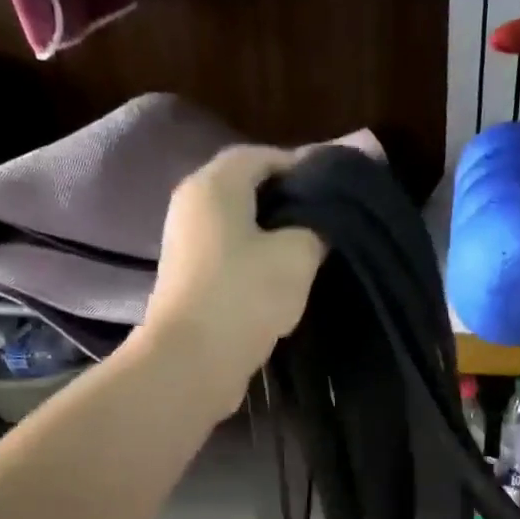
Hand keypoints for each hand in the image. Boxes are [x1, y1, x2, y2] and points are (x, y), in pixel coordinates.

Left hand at [142, 145, 325, 413]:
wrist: (192, 362)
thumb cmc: (244, 295)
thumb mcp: (297, 256)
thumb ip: (315, 230)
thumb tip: (318, 228)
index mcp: (214, 185)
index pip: (262, 156)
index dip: (301, 167)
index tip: (334, 190)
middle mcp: (192, 207)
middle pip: (247, 192)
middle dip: (287, 204)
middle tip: (326, 223)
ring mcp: (186, 248)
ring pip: (239, 230)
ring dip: (272, 240)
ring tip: (309, 256)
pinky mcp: (189, 285)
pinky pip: (230, 262)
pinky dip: (255, 266)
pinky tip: (281, 285)